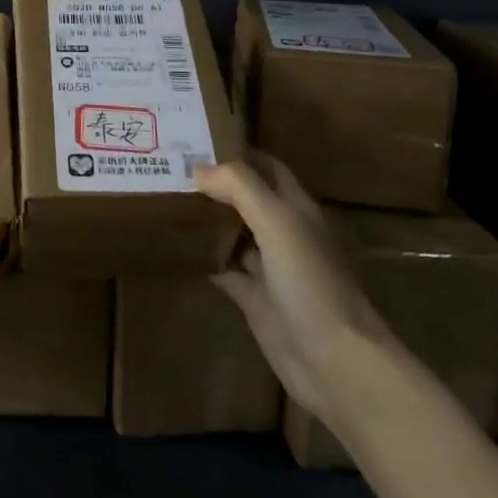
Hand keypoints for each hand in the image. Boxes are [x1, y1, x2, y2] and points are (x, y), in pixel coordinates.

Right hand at [195, 151, 395, 424]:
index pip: (266, 166)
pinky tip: (173, 245)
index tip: (196, 136)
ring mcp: (269, 267)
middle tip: (168, 166)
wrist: (334, 361)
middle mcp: (283, 232)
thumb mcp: (278, 222)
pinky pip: (223, 269)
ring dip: (205, 218)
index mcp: (296, 208)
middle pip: (245, 198)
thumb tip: (198, 167)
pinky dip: (202, 257)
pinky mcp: (254, 298)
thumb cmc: (311, 282)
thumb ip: (240, 188)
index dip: (237, 150)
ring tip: (163, 198)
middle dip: (213, 182)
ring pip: (232, 232)